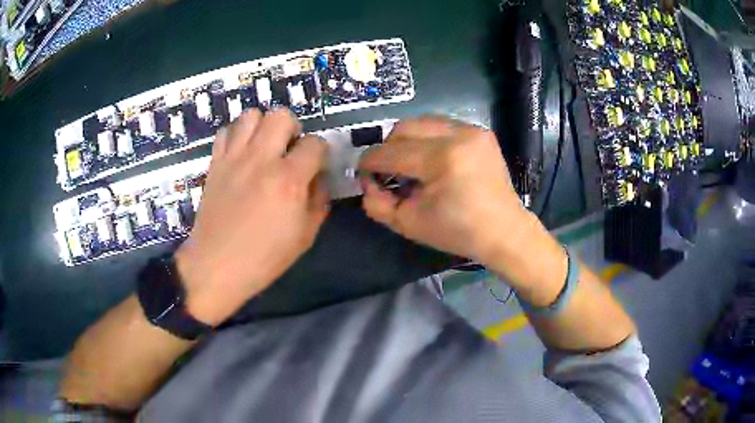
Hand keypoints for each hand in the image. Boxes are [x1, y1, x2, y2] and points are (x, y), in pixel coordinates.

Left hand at [175, 109, 329, 325]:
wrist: (216, 266)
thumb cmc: (264, 258)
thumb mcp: (305, 236)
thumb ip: (319, 201)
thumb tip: (319, 178)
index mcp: (288, 179)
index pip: (315, 143)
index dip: (320, 152)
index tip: (315, 165)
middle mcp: (261, 159)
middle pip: (281, 115)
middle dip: (292, 128)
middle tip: (289, 150)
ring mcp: (234, 158)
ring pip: (251, 115)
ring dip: (262, 126)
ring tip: (263, 147)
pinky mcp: (215, 163)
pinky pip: (226, 131)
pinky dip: (236, 135)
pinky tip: (240, 154)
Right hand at [358, 116, 534, 265]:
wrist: (504, 230)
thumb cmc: (458, 232)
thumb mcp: (409, 224)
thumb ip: (377, 203)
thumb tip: (367, 183)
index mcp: (441, 159)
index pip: (390, 153)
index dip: (369, 163)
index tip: (364, 174)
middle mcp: (458, 135)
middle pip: (403, 128)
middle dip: (388, 148)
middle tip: (388, 170)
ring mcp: (472, 130)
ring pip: (421, 122)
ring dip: (407, 140)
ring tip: (409, 164)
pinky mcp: (480, 132)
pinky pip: (441, 126)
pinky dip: (428, 138)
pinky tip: (430, 159)